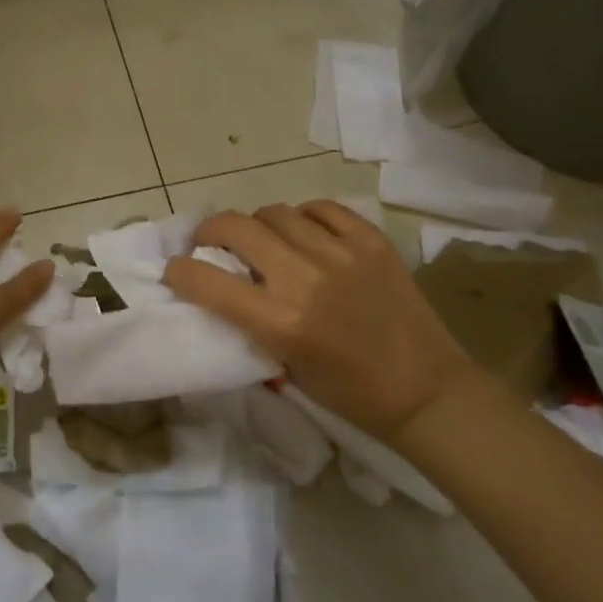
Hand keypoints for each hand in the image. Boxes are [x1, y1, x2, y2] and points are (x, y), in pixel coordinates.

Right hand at [163, 200, 472, 440]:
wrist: (426, 392)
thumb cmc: (349, 393)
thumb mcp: (285, 367)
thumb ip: (250, 322)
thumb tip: (220, 285)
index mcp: (280, 322)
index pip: (206, 280)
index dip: (179, 270)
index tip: (176, 269)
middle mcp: (304, 279)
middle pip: (235, 227)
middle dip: (211, 231)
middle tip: (212, 242)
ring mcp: (341, 254)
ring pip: (276, 212)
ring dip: (259, 225)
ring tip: (266, 240)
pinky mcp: (371, 241)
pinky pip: (321, 208)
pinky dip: (304, 217)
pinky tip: (306, 232)